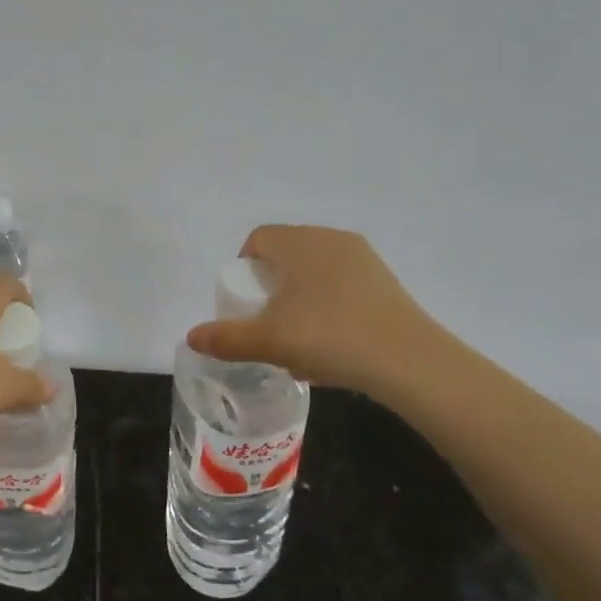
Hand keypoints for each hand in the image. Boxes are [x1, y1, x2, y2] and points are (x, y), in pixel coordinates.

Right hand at [185, 225, 446, 392]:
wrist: (409, 361)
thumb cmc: (330, 338)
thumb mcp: (268, 341)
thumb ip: (226, 338)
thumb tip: (191, 337)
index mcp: (300, 243)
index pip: (259, 239)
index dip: (244, 267)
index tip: (246, 302)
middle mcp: (331, 239)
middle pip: (286, 254)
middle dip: (270, 286)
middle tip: (268, 322)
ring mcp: (363, 258)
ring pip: (314, 271)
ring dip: (298, 297)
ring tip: (299, 338)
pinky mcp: (385, 281)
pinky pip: (341, 284)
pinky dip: (327, 305)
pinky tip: (332, 343)